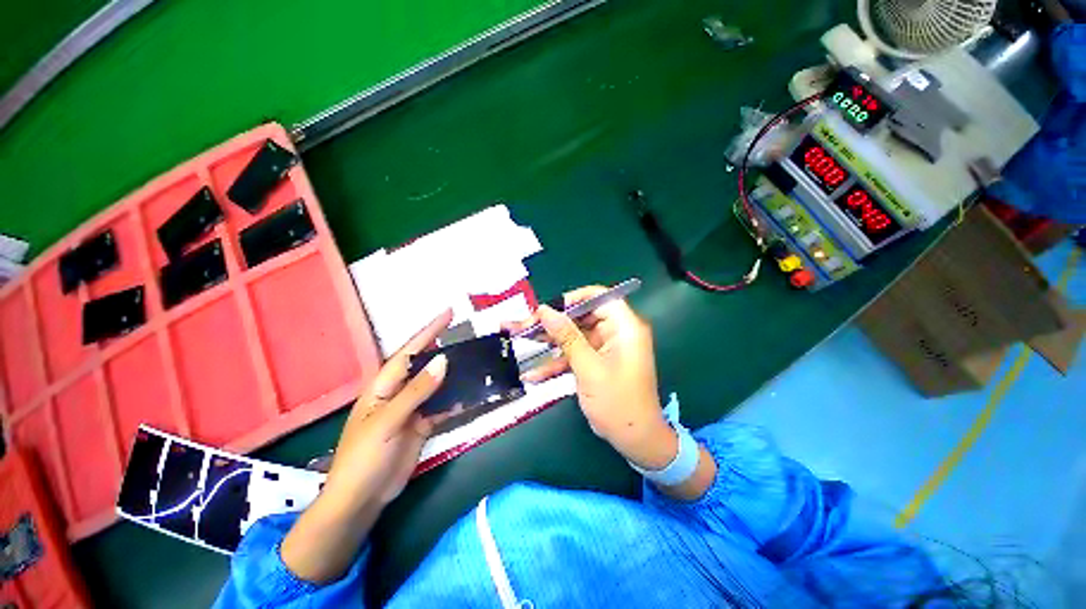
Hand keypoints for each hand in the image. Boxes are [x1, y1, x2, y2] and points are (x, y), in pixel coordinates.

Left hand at [281, 310, 451, 582]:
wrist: (362, 498)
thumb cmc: (365, 456)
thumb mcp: (389, 420)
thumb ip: (417, 390)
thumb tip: (444, 359)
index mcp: (384, 385)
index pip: (410, 351)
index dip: (429, 331)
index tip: (448, 314)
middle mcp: (400, 392)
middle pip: (427, 366)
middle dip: (446, 351)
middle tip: (471, 339)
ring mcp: (413, 409)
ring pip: (438, 386)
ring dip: (455, 376)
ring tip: (477, 363)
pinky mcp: (423, 424)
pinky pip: (443, 407)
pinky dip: (457, 402)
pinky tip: (472, 395)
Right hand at [509, 287, 676, 469]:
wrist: (635, 440)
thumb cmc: (618, 403)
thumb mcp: (589, 368)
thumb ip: (567, 337)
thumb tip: (544, 310)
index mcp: (624, 326)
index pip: (598, 297)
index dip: (571, 299)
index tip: (547, 310)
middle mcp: (616, 332)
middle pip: (580, 317)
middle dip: (552, 324)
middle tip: (523, 327)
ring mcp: (605, 348)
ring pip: (573, 336)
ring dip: (548, 343)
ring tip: (518, 340)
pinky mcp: (597, 362)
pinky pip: (575, 355)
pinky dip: (557, 363)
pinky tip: (532, 373)